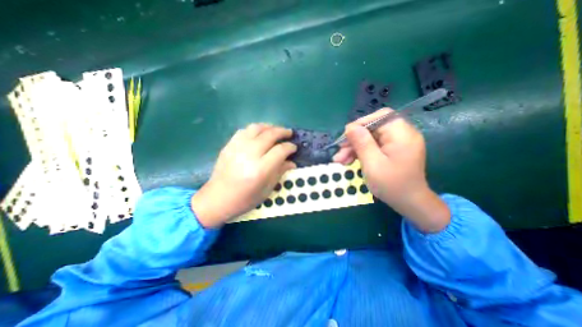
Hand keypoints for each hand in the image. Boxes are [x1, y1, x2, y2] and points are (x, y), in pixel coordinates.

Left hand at [193, 124, 296, 228]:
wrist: (217, 199)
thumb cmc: (245, 199)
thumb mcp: (267, 190)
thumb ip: (280, 172)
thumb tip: (292, 162)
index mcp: (260, 170)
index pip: (280, 150)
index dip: (290, 147)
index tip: (294, 147)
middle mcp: (249, 155)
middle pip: (269, 135)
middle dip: (282, 132)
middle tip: (289, 133)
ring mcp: (237, 148)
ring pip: (256, 128)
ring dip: (269, 127)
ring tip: (275, 130)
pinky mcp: (228, 146)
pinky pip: (244, 130)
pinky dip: (255, 129)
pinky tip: (259, 134)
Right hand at [331, 109, 448, 232]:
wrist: (409, 203)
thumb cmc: (392, 185)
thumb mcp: (372, 164)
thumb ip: (361, 143)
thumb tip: (350, 127)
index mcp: (402, 134)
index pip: (380, 117)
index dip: (360, 124)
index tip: (345, 137)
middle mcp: (402, 134)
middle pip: (373, 128)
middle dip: (354, 140)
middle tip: (339, 153)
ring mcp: (397, 142)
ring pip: (370, 138)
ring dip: (354, 148)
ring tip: (340, 160)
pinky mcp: (392, 150)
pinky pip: (373, 145)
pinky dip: (361, 152)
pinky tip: (349, 160)